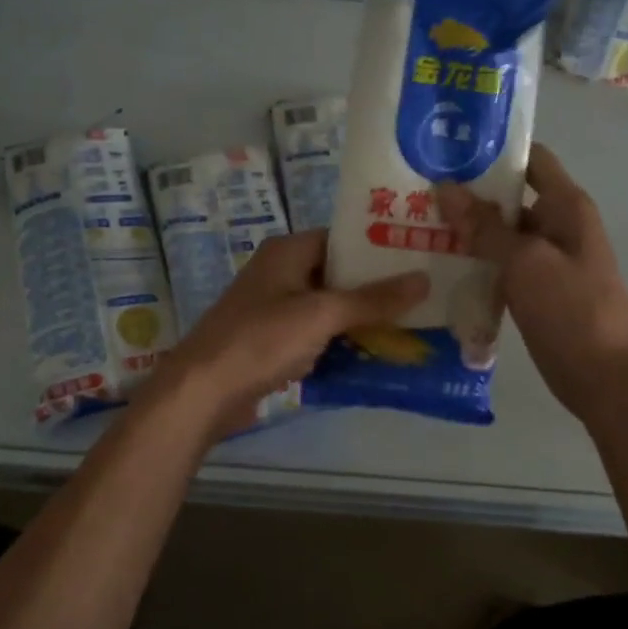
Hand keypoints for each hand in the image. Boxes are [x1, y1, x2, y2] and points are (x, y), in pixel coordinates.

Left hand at [155, 231, 428, 437]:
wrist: (203, 391)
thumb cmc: (261, 340)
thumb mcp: (321, 315)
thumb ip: (372, 299)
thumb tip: (423, 279)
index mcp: (288, 251)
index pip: (342, 238)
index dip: (378, 246)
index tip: (418, 255)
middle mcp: (281, 272)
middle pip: (337, 273)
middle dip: (375, 287)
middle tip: (424, 294)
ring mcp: (275, 308)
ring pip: (328, 306)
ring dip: (361, 317)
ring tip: (412, 324)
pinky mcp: (273, 341)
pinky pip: (316, 334)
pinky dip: (340, 341)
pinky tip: (375, 354)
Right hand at [437, 144, 627, 423]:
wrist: (608, 380)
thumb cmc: (573, 310)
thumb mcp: (525, 262)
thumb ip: (485, 226)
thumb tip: (445, 187)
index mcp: (566, 206)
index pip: (531, 159)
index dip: (494, 151)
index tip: (448, 150)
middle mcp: (558, 226)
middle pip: (511, 197)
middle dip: (469, 194)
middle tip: (418, 191)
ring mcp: (547, 261)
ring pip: (501, 234)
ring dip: (467, 231)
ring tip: (417, 224)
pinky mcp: (536, 291)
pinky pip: (501, 266)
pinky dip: (475, 262)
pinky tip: (438, 265)